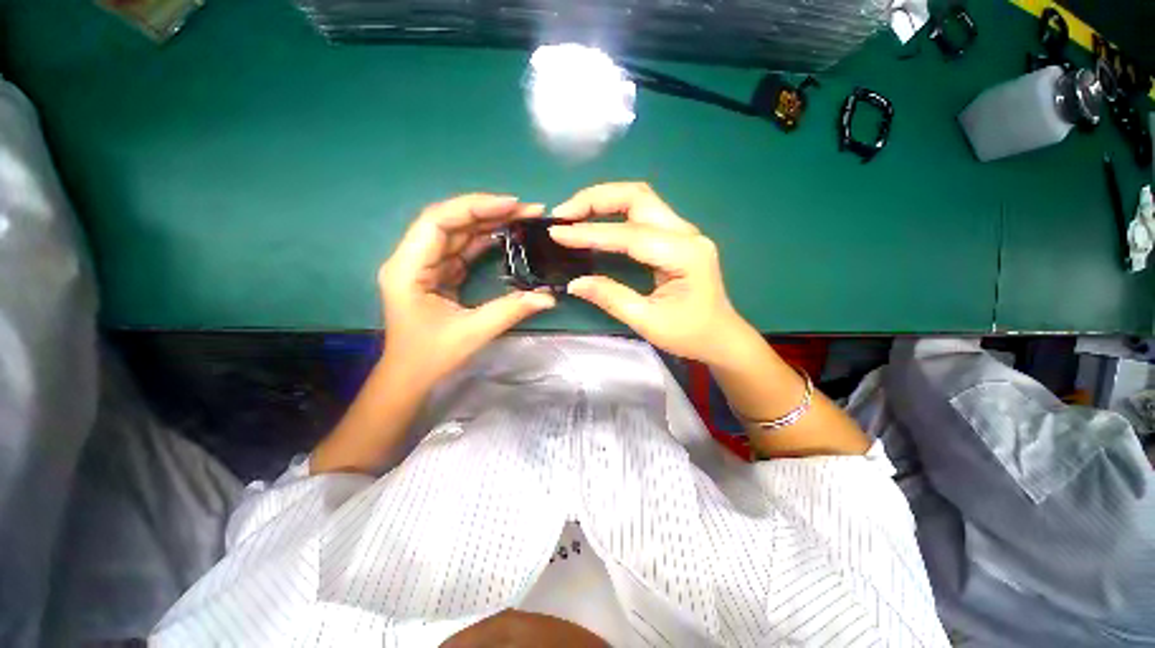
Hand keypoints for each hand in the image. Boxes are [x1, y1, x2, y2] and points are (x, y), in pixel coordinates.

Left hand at [378, 194, 555, 388]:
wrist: (410, 376)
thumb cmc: (432, 357)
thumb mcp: (473, 332)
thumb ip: (511, 310)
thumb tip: (549, 297)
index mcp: (408, 269)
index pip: (438, 222)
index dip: (475, 207)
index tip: (511, 204)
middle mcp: (412, 259)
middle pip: (450, 222)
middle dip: (489, 212)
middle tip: (528, 210)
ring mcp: (425, 265)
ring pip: (457, 233)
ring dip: (490, 223)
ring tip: (523, 218)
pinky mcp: (437, 273)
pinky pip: (462, 249)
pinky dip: (485, 240)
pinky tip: (507, 235)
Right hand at [548, 182, 753, 364]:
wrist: (721, 337)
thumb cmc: (689, 334)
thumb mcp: (647, 321)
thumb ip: (610, 297)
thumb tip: (574, 283)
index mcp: (684, 255)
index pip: (630, 234)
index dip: (591, 233)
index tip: (557, 233)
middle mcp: (686, 233)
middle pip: (638, 197)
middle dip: (596, 199)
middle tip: (564, 213)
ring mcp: (683, 231)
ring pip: (640, 199)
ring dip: (604, 200)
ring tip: (574, 213)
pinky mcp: (676, 237)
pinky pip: (643, 213)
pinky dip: (615, 211)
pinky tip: (596, 220)